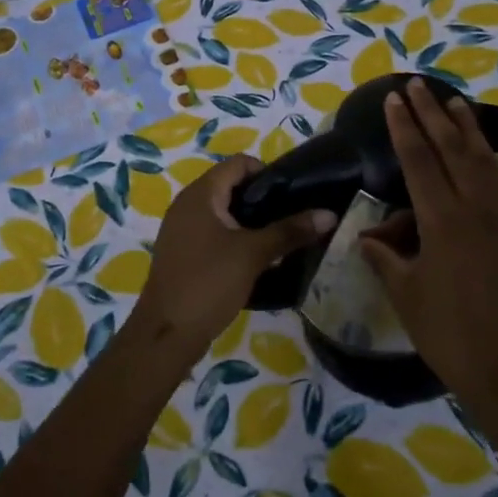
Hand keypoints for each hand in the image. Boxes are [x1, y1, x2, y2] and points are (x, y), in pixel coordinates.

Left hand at [129, 155, 334, 358]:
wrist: (167, 333)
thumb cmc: (209, 282)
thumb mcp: (253, 254)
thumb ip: (290, 231)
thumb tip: (329, 214)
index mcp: (200, 194)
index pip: (238, 163)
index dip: (267, 172)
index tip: (292, 195)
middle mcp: (187, 204)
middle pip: (231, 186)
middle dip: (262, 200)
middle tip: (292, 217)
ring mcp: (181, 229)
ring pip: (223, 212)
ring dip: (250, 222)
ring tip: (280, 238)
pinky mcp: (182, 252)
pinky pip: (213, 232)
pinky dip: (234, 238)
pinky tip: (256, 259)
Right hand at [360, 79, 497, 402]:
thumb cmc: (448, 332)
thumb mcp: (405, 292)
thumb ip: (386, 256)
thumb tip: (370, 236)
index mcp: (443, 220)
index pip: (419, 161)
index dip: (403, 127)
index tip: (393, 99)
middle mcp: (477, 207)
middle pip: (452, 148)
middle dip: (431, 113)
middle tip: (416, 84)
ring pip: (484, 158)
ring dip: (466, 126)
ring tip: (452, 101)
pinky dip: (491, 158)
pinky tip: (485, 152)